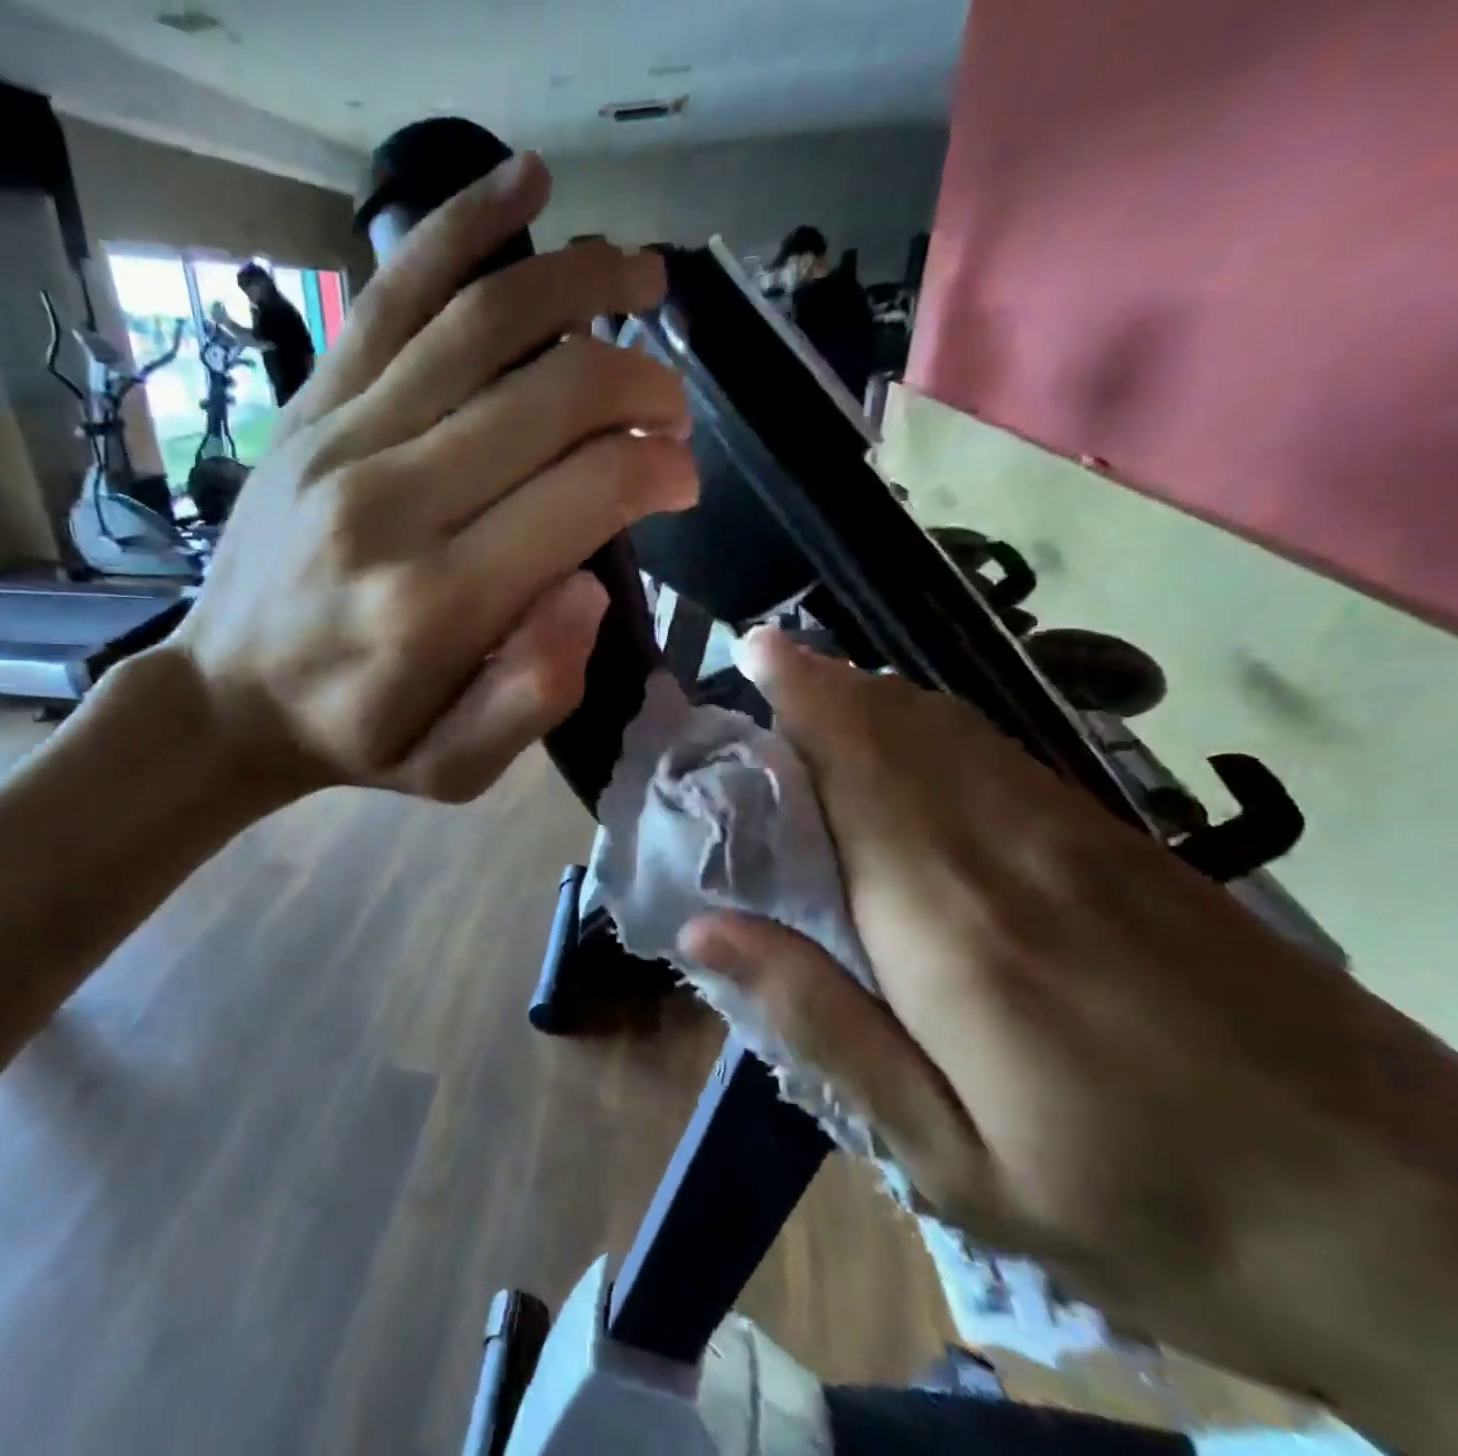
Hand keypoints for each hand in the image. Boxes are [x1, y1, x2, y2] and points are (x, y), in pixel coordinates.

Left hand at [171, 154, 692, 804]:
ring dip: (582, 281)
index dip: (657, 466)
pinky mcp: (310, 410)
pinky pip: (393, 297)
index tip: (681, 474)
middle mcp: (391, 503)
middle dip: (639, 381)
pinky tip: (525, 183)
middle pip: (551, 396)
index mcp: (439, 603)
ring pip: (484, 322)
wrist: (228, 697)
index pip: (585, 492)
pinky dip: (463, 226)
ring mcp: (340, 441)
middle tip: (672, 400)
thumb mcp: (452, 770)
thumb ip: (532, 696)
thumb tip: (593, 587)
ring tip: (643, 275)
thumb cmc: (355, 738)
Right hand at [681, 628, 1457, 1447]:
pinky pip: (1003, 757)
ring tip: (816, 681)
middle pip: (899, 729)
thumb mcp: (953, 1158)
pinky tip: (912, 736)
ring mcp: (1080, 839)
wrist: (1431, 1235)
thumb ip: (821, 1026)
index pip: (851, 768)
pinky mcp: (1129, 851)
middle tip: (764, 657)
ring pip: (953, 732)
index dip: (800, 697)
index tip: (749, 650)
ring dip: (877, 695)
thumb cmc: (1147, 1210)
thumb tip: (703, 926)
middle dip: (824, 682)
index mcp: (947, 919)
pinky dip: (937, 727)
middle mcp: (1007, 848)